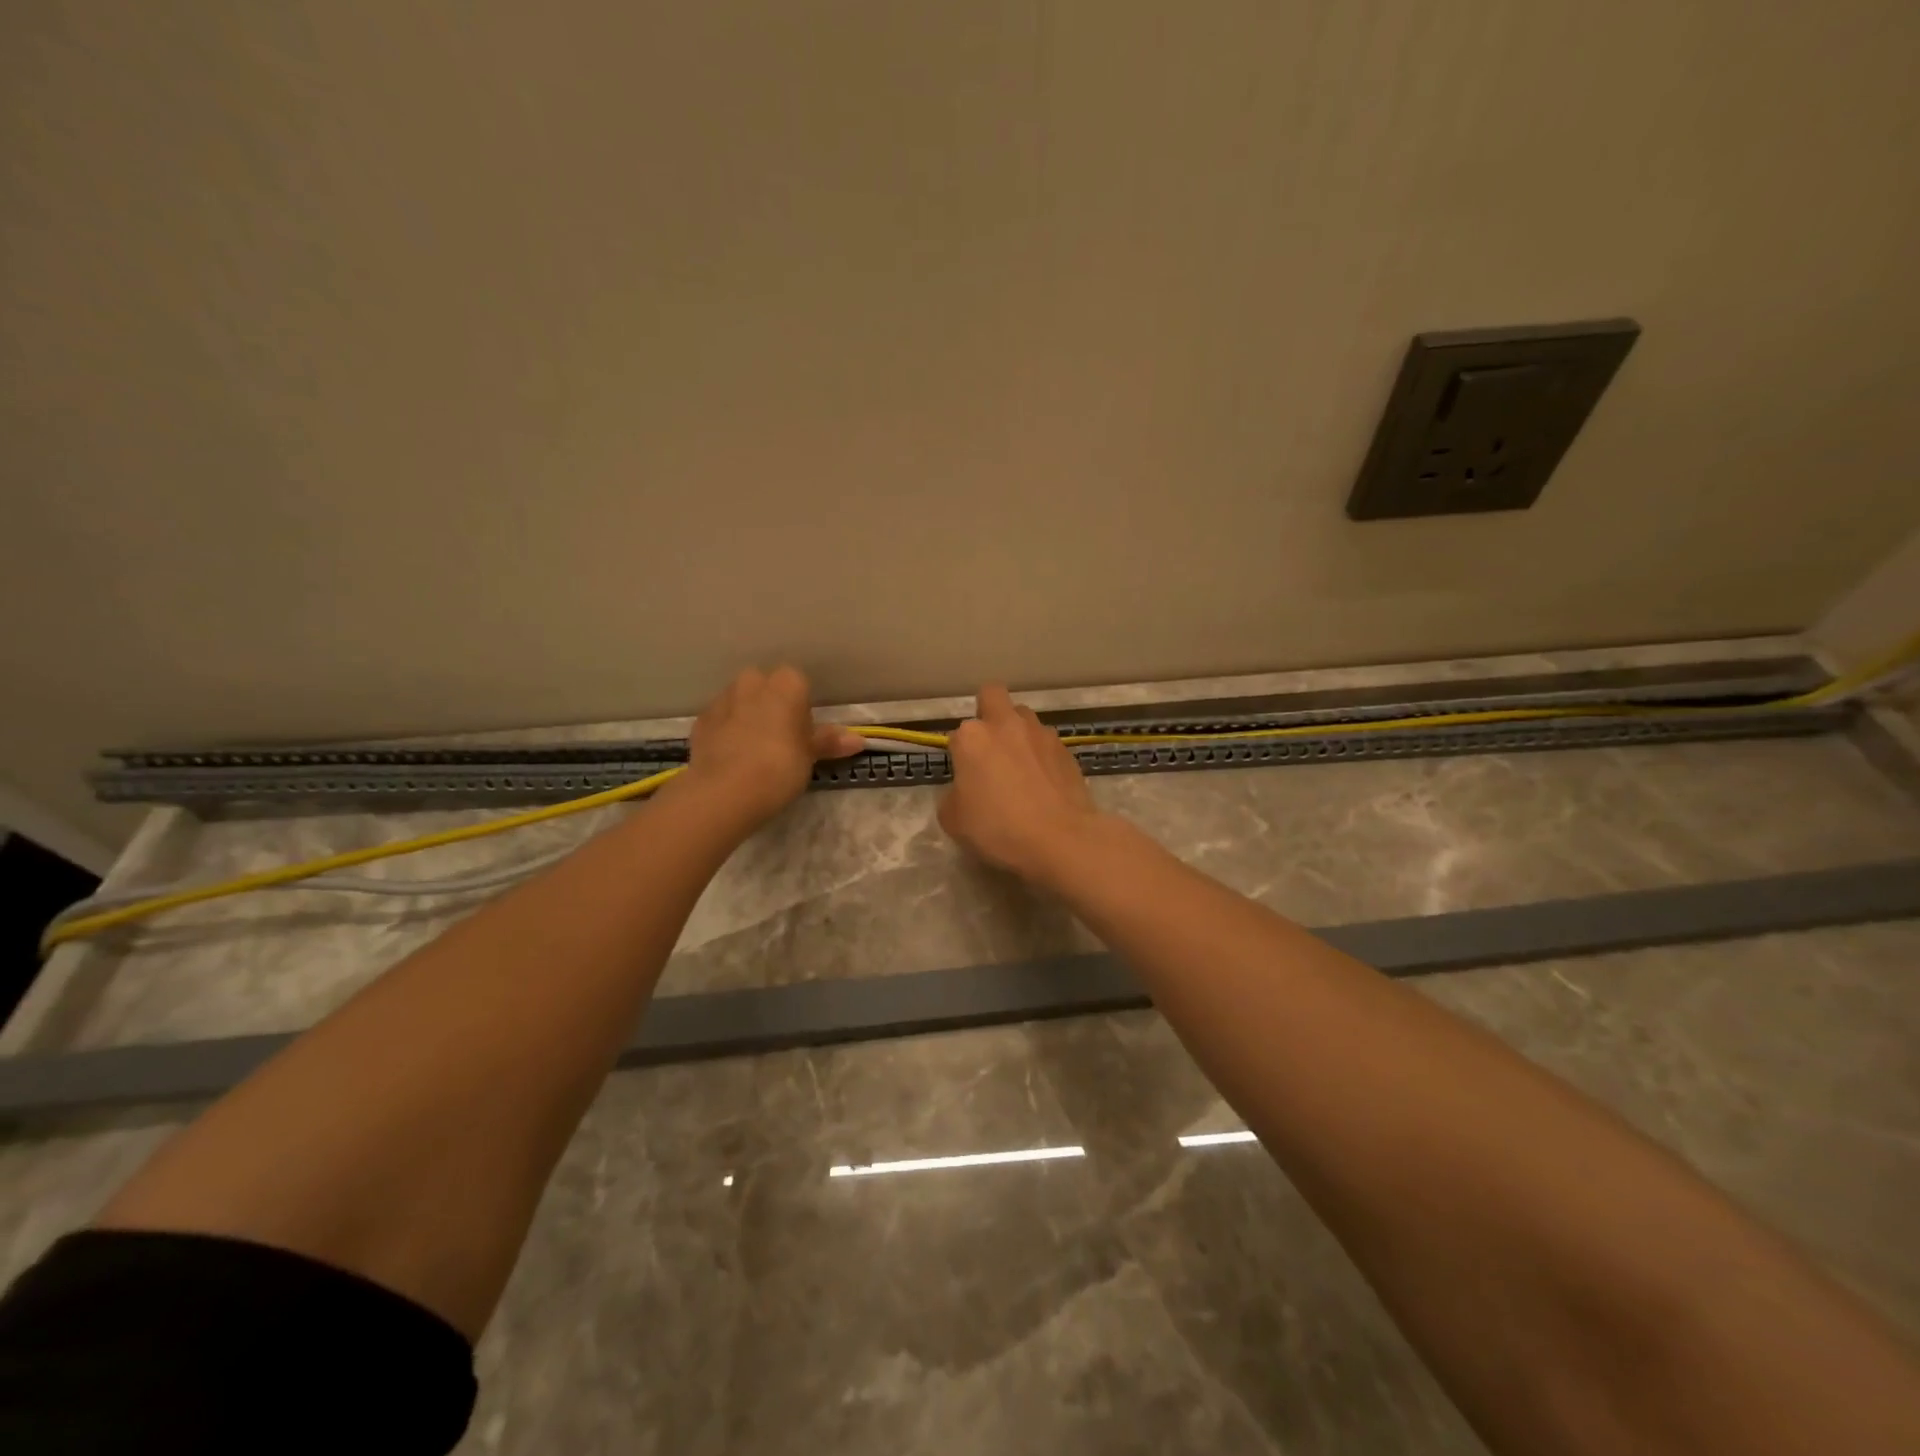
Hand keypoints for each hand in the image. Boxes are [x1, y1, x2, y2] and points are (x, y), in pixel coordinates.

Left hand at [685, 666, 864, 824]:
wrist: (725, 791)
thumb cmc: (780, 767)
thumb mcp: (810, 756)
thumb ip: (829, 742)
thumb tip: (859, 740)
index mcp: (785, 684)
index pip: (798, 682)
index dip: (801, 707)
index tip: (802, 732)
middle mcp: (752, 683)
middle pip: (765, 686)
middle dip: (771, 705)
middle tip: (780, 739)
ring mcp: (722, 700)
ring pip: (740, 701)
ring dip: (747, 716)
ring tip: (753, 751)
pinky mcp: (700, 721)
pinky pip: (720, 720)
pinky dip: (726, 732)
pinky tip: (732, 758)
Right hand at [939, 684, 1105, 881]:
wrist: (1060, 839)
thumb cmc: (998, 828)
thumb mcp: (953, 820)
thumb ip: (953, 795)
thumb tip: (965, 790)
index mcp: (972, 737)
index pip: (957, 735)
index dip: (959, 755)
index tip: (965, 778)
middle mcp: (1006, 724)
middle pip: (992, 696)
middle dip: (988, 712)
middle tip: (989, 747)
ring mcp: (1040, 733)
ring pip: (1024, 718)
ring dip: (1018, 734)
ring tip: (1021, 768)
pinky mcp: (1066, 749)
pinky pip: (1047, 743)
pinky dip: (1042, 756)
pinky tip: (1044, 784)